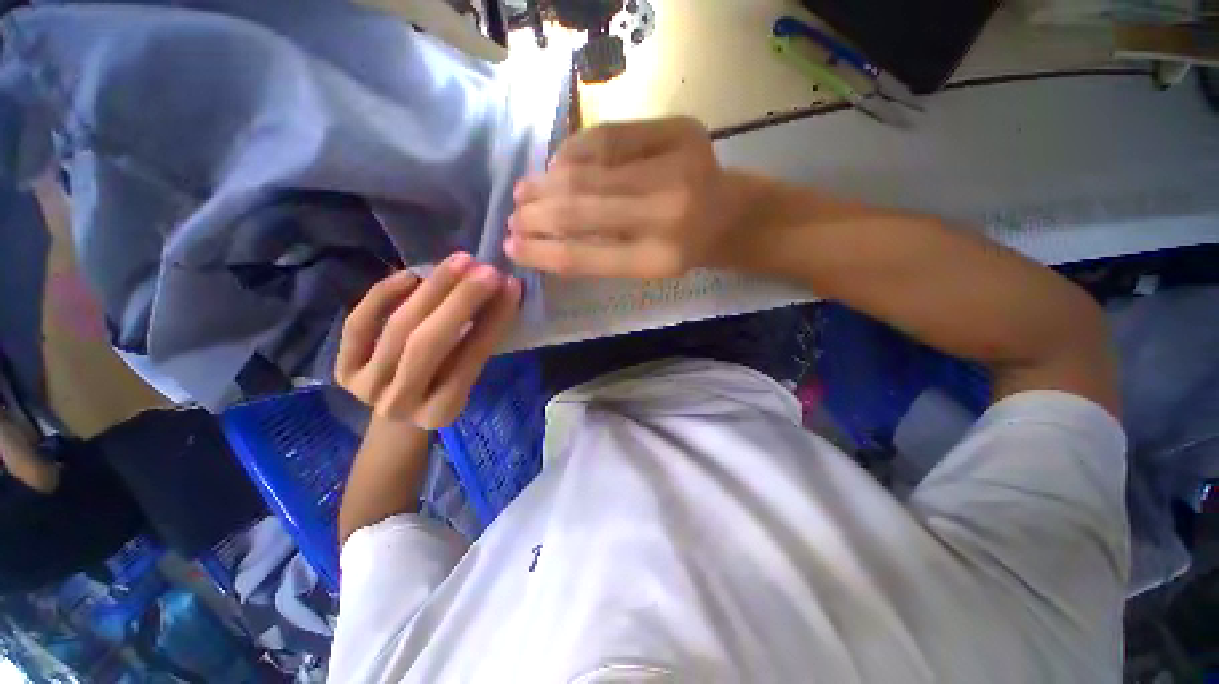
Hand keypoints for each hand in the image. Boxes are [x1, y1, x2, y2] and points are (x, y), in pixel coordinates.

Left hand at [335, 253, 521, 427]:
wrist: (402, 413)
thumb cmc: (447, 391)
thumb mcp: (471, 376)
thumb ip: (481, 341)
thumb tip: (501, 291)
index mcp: (442, 411)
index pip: (471, 359)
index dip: (493, 319)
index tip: (511, 285)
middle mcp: (399, 404)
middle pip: (427, 343)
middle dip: (460, 300)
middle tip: (485, 269)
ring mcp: (365, 386)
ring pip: (398, 328)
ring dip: (432, 289)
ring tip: (460, 262)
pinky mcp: (342, 368)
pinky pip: (359, 325)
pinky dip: (384, 295)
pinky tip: (410, 275)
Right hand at [505, 117, 757, 278]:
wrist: (732, 215)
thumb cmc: (685, 249)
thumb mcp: (645, 267)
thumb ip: (599, 256)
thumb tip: (543, 238)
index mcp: (660, 260)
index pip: (584, 258)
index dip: (542, 253)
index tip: (511, 249)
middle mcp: (668, 214)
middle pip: (581, 210)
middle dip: (537, 214)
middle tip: (513, 217)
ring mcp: (676, 165)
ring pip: (588, 170)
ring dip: (547, 183)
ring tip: (525, 191)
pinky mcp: (680, 130)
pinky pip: (609, 136)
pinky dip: (574, 151)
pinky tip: (557, 165)